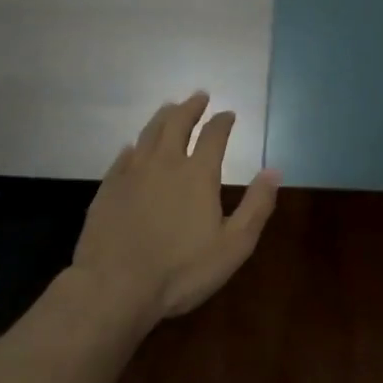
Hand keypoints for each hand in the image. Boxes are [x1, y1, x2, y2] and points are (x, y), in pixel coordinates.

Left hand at [73, 91, 281, 325]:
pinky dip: (134, 146)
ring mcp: (133, 173)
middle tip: (199, 96)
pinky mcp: (108, 188)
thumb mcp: (233, 245)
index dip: (223, 121)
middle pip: (177, 123)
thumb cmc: (181, 270)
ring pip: (149, 133)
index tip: (229, 113)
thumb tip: (274, 170)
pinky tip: (133, 146)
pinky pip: (123, 156)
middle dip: (191, 107)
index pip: (214, 135)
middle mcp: (165, 163)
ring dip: (163, 116)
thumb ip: (256, 206)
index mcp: (198, 174)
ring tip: (170, 107)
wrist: (115, 286)